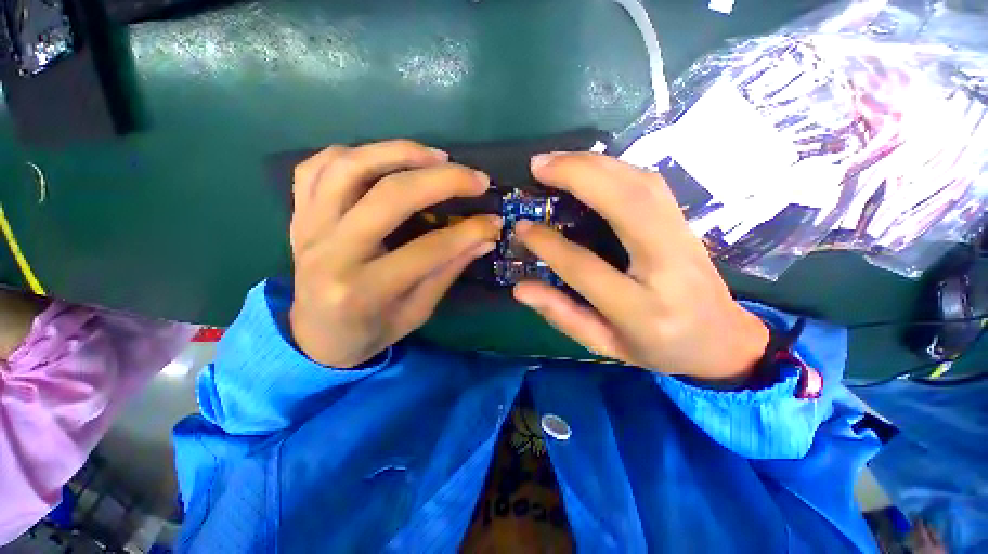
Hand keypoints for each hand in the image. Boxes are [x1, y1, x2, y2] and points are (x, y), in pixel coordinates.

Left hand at [289, 140, 500, 367]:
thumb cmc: (370, 331)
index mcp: (363, 290)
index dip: (468, 232)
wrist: (316, 337)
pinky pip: (315, 167)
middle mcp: (330, 253)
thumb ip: (448, 272)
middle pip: (389, 197)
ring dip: (399, 152)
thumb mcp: (417, 312)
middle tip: (476, 179)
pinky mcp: (298, 215)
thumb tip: (484, 238)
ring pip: (349, 167)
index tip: (494, 221)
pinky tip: (382, 159)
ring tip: (436, 156)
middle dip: (442, 181)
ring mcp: (308, 228)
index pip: (427, 250)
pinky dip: (353, 153)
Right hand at [513, 153, 768, 380]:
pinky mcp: (685, 222)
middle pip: (625, 204)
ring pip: (641, 184)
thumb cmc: (657, 349)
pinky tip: (589, 167)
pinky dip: (614, 167)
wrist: (722, 341)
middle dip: (578, 176)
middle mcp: (668, 266)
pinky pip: (650, 183)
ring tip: (556, 161)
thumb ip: (561, 315)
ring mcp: (684, 238)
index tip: (521, 227)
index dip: (549, 244)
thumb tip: (520, 287)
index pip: (586, 267)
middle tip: (538, 166)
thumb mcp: (604, 344)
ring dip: (594, 164)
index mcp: (643, 310)